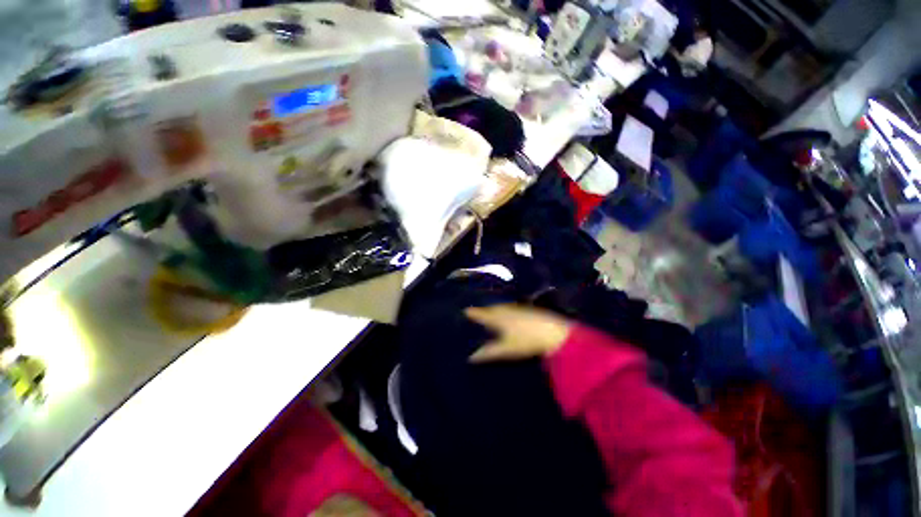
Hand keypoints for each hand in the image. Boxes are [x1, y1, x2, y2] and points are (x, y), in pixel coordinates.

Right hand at [465, 304, 571, 362]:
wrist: (553, 332)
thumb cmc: (526, 341)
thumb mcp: (506, 349)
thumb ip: (488, 352)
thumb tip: (470, 357)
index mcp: (497, 317)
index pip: (481, 313)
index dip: (473, 313)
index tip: (465, 311)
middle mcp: (505, 309)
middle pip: (490, 308)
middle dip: (483, 310)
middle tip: (476, 312)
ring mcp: (517, 308)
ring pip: (501, 307)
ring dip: (494, 309)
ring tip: (489, 313)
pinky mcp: (527, 309)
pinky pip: (510, 307)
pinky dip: (504, 310)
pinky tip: (507, 315)